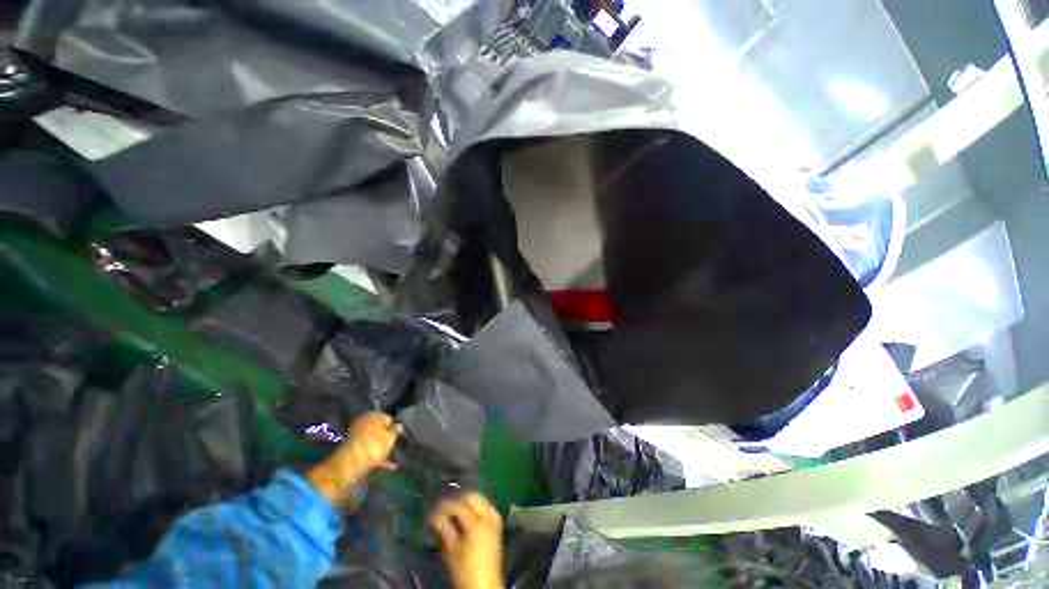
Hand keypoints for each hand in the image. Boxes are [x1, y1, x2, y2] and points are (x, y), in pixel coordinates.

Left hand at [339, 412, 403, 473]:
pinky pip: (367, 452)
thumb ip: (396, 430)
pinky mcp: (351, 451)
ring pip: (372, 441)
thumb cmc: (374, 445)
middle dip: (386, 437)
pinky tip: (385, 465)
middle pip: (378, 429)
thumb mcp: (391, 437)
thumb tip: (399, 425)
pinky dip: (375, 457)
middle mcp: (362, 423)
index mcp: (372, 415)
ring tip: (392, 457)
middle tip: (395, 445)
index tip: (399, 434)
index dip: (394, 426)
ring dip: (381, 448)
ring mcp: (355, 438)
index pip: (387, 418)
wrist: (351, 465)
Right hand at [430, 493, 503, 588]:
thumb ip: (444, 530)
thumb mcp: (451, 552)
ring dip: (469, 502)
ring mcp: (495, 519)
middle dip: (458, 500)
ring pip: (481, 499)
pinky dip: (478, 507)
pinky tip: (469, 516)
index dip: (444, 507)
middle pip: (472, 497)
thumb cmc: (465, 572)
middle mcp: (488, 516)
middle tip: (445, 510)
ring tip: (455, 512)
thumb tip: (435, 517)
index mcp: (476, 523)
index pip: (458, 506)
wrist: (484, 586)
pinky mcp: (498, 525)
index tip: (434, 511)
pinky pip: (488, 507)